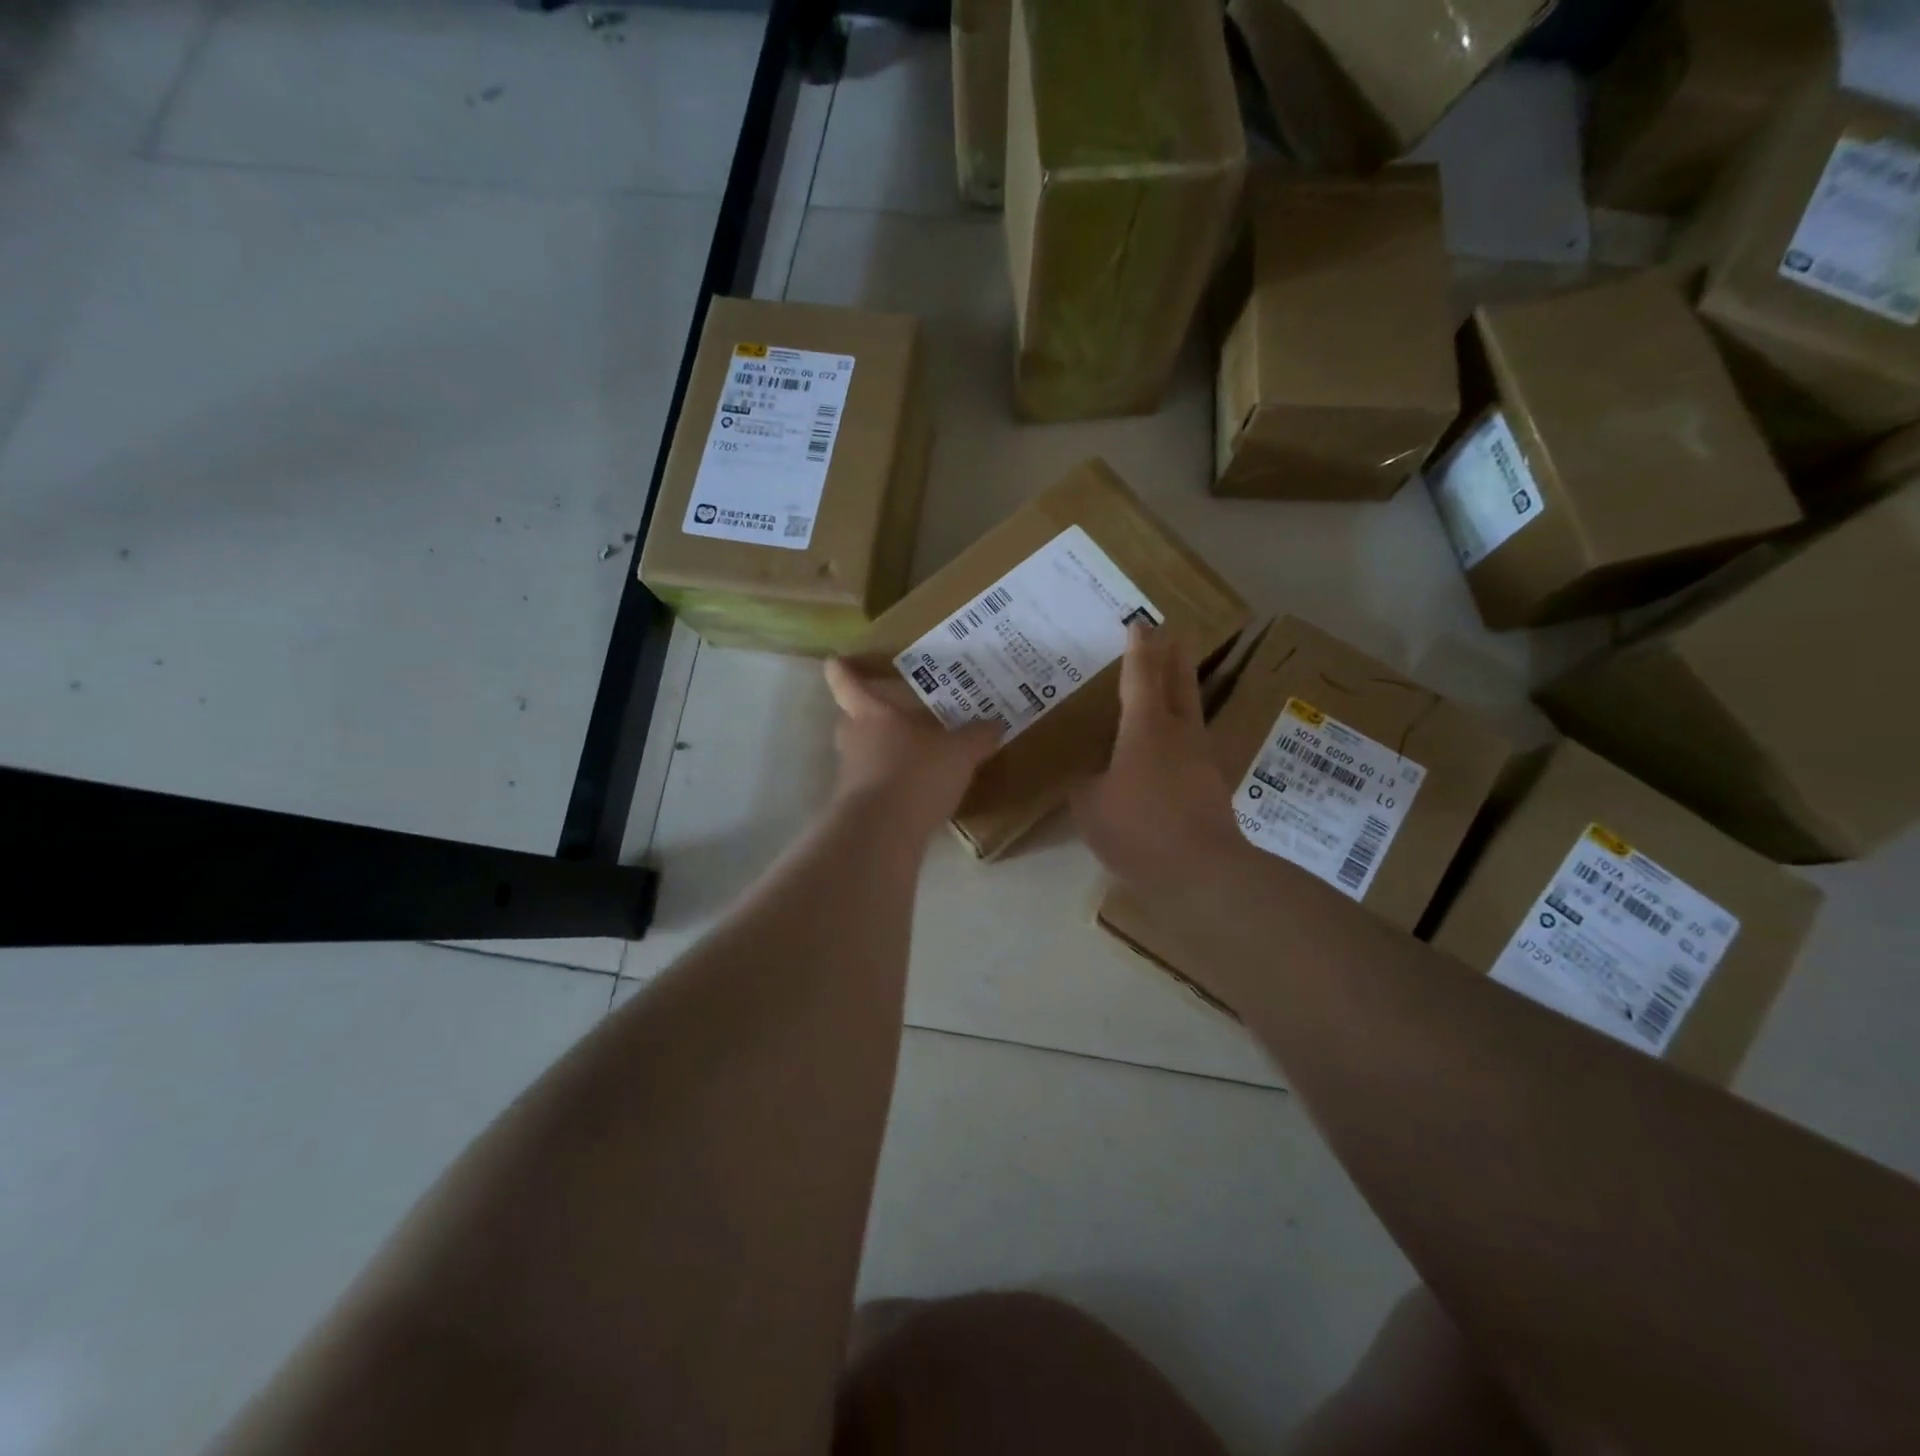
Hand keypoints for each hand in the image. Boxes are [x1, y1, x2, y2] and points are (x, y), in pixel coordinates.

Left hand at [824, 658, 1000, 837]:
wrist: (882, 832)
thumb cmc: (915, 774)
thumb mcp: (959, 753)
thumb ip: (977, 737)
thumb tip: (995, 724)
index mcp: (871, 713)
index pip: (845, 682)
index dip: (842, 669)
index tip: (838, 660)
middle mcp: (854, 739)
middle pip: (852, 718)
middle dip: (870, 714)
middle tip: (897, 712)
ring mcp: (851, 774)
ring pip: (864, 752)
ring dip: (884, 752)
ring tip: (915, 753)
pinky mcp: (857, 805)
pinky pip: (874, 784)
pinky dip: (891, 783)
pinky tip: (918, 790)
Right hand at [1072, 623, 1249, 895]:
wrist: (1200, 872)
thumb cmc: (1138, 829)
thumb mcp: (1090, 806)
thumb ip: (1085, 785)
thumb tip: (1088, 778)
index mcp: (1146, 729)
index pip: (1141, 676)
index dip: (1138, 649)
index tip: (1140, 624)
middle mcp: (1179, 734)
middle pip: (1179, 683)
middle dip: (1174, 656)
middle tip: (1175, 633)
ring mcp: (1201, 759)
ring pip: (1191, 713)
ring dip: (1183, 691)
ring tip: (1172, 685)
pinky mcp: (1211, 786)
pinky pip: (1192, 746)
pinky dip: (1180, 734)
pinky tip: (1170, 749)